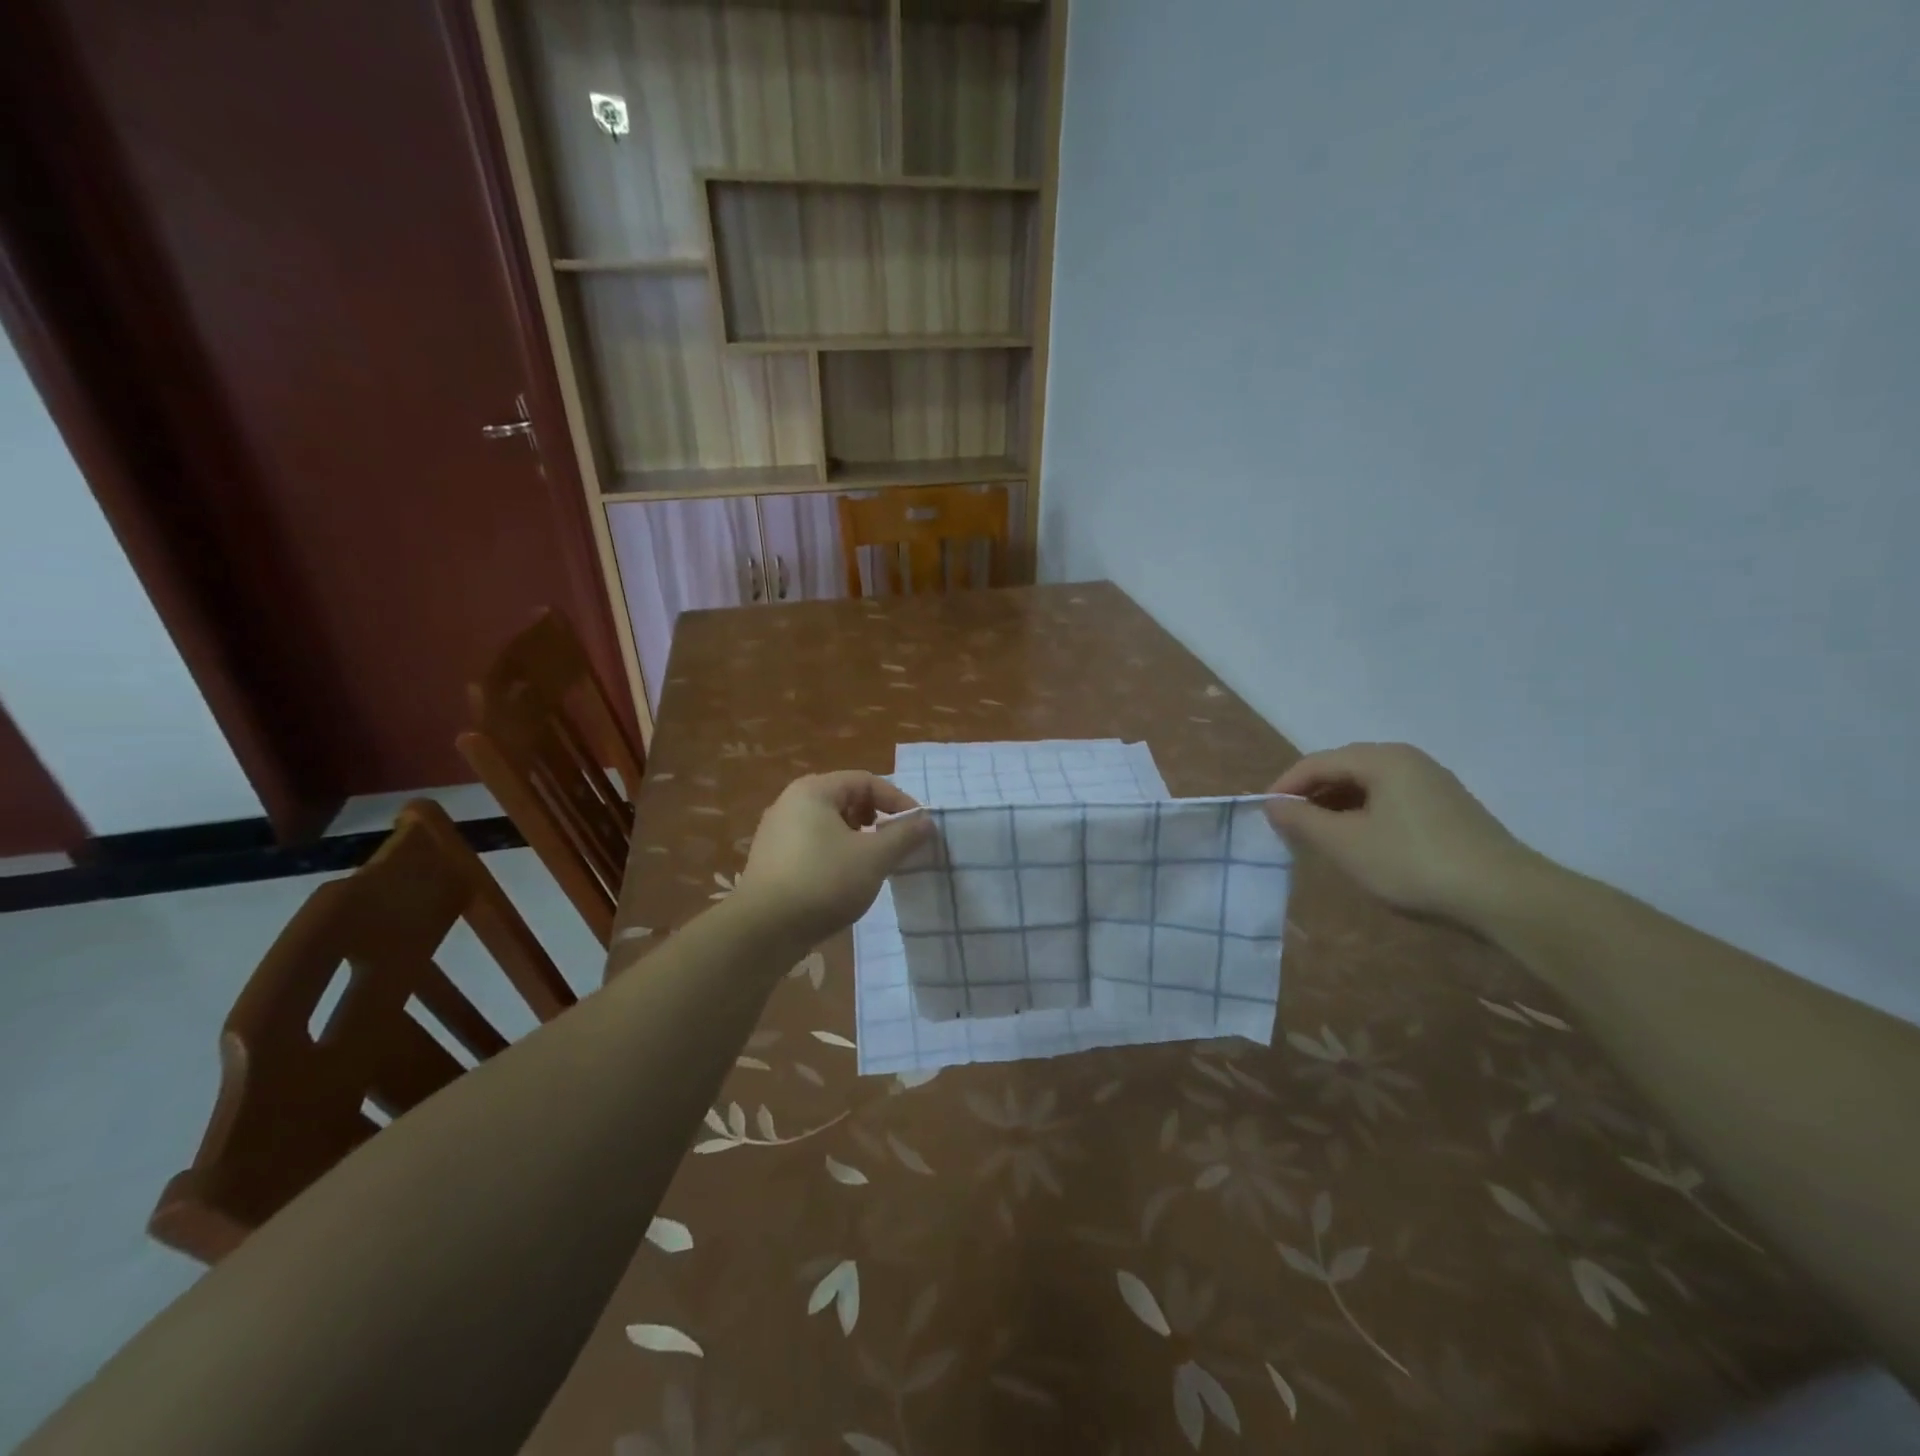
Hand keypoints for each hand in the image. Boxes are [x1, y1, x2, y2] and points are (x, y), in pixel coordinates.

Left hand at [736, 772, 933, 944]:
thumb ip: (904, 836)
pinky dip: (836, 854)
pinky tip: (845, 880)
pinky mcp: (771, 860)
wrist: (764, 930)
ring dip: (857, 838)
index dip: (897, 800)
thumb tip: (926, 822)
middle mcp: (790, 803)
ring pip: (829, 824)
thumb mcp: (874, 857)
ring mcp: (776, 832)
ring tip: (873, 863)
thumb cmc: (824, 881)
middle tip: (895, 844)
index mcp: (813, 791)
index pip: (866, 781)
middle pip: (846, 799)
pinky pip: (813, 844)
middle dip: (877, 818)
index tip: (918, 827)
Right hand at [1264, 743, 1543, 927]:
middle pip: (1343, 769)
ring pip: (1367, 787)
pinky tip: (1361, 845)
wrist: (1505, 897)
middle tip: (1289, 828)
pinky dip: (1364, 816)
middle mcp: (1408, 761)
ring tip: (1319, 839)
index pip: (1317, 762)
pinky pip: (1390, 802)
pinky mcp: (1447, 810)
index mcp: (1382, 759)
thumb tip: (1273, 804)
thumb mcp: (1346, 844)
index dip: (1285, 786)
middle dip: (1311, 796)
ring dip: (1336, 808)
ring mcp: (1432, 784)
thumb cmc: (1413, 863)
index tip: (1266, 815)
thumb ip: (1303, 820)